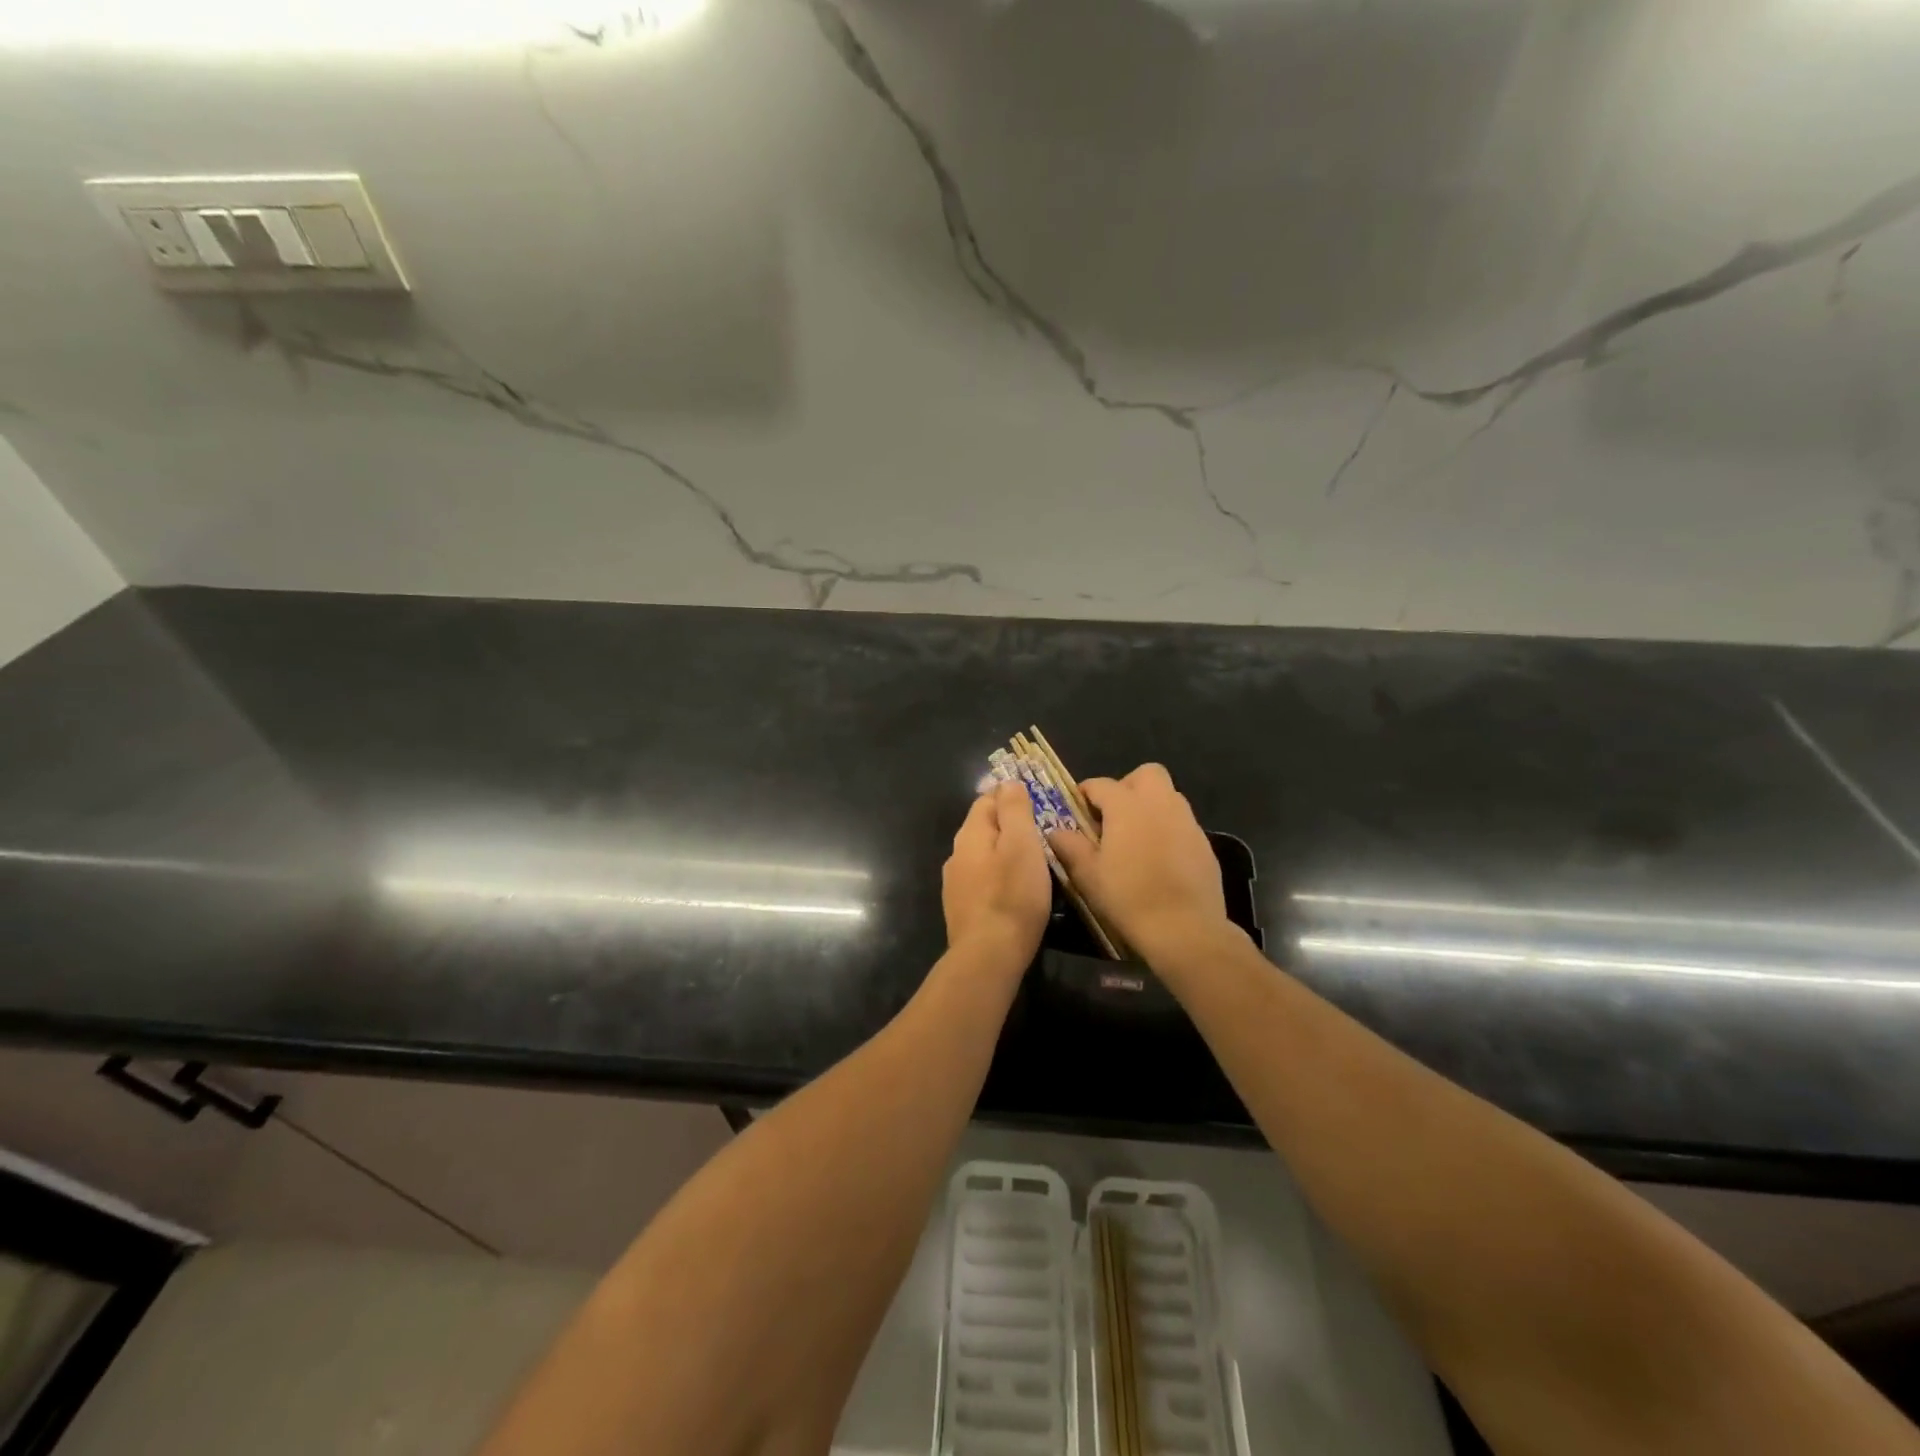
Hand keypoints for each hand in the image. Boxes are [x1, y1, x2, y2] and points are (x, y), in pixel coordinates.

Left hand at [942, 780, 1051, 962]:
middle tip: (1039, 833)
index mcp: (970, 834)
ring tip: (1030, 862)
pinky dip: (997, 878)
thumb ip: (1014, 810)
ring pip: (981, 856)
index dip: (1010, 797)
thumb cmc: (1012, 895)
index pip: (987, 800)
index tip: (1036, 803)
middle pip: (983, 828)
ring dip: (1002, 853)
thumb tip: (1008, 782)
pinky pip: (981, 881)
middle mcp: (956, 855)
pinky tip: (1013, 890)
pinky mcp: (961, 909)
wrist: (988, 955)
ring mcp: (955, 884)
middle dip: (1007, 826)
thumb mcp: (1021, 844)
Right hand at [1046, 764, 1231, 960]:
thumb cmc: (1128, 897)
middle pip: (1146, 774)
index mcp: (1127, 805)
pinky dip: (1168, 830)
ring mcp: (1187, 822)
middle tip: (1114, 816)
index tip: (1077, 810)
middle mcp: (1160, 803)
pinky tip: (1159, 859)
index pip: (1101, 784)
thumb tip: (1056, 831)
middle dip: (1128, 786)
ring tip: (1135, 838)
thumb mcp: (1088, 875)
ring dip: (1150, 806)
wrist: (1184, 929)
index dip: (1086, 794)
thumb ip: (1069, 846)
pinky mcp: (1204, 844)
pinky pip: (1182, 824)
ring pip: (1168, 796)